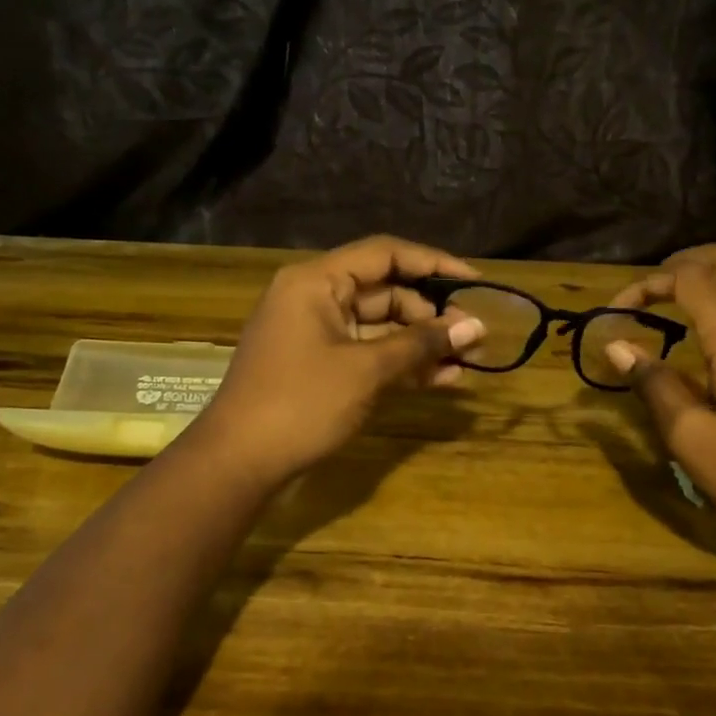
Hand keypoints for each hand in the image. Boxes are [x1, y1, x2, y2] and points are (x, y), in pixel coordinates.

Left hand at [189, 236, 486, 487]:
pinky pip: (368, 353)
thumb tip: (476, 327)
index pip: (385, 254)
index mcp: (317, 281)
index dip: (433, 263)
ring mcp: (317, 334)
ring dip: (422, 342)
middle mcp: (316, 298)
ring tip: (468, 360)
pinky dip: (401, 364)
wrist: (240, 462)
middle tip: (474, 336)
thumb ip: (422, 344)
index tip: (474, 283)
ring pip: (381, 326)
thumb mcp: (366, 369)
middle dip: (432, 313)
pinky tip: (442, 379)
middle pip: (385, 291)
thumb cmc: (301, 403)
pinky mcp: (321, 366)